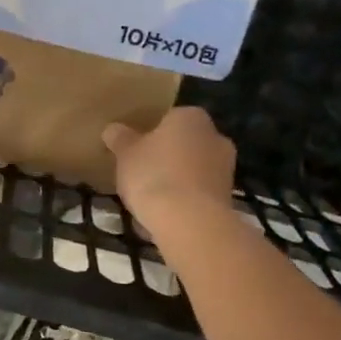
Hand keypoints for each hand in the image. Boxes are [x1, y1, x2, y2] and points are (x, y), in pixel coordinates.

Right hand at [102, 107, 235, 231]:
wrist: (189, 222)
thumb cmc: (154, 175)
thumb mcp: (125, 153)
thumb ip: (119, 138)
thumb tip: (113, 129)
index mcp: (191, 117)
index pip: (168, 118)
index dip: (148, 133)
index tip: (133, 149)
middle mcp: (215, 137)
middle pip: (183, 145)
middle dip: (165, 157)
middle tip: (139, 172)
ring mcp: (225, 169)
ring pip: (191, 171)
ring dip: (174, 181)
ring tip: (148, 200)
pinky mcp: (226, 198)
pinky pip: (197, 195)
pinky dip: (182, 203)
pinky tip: (162, 217)